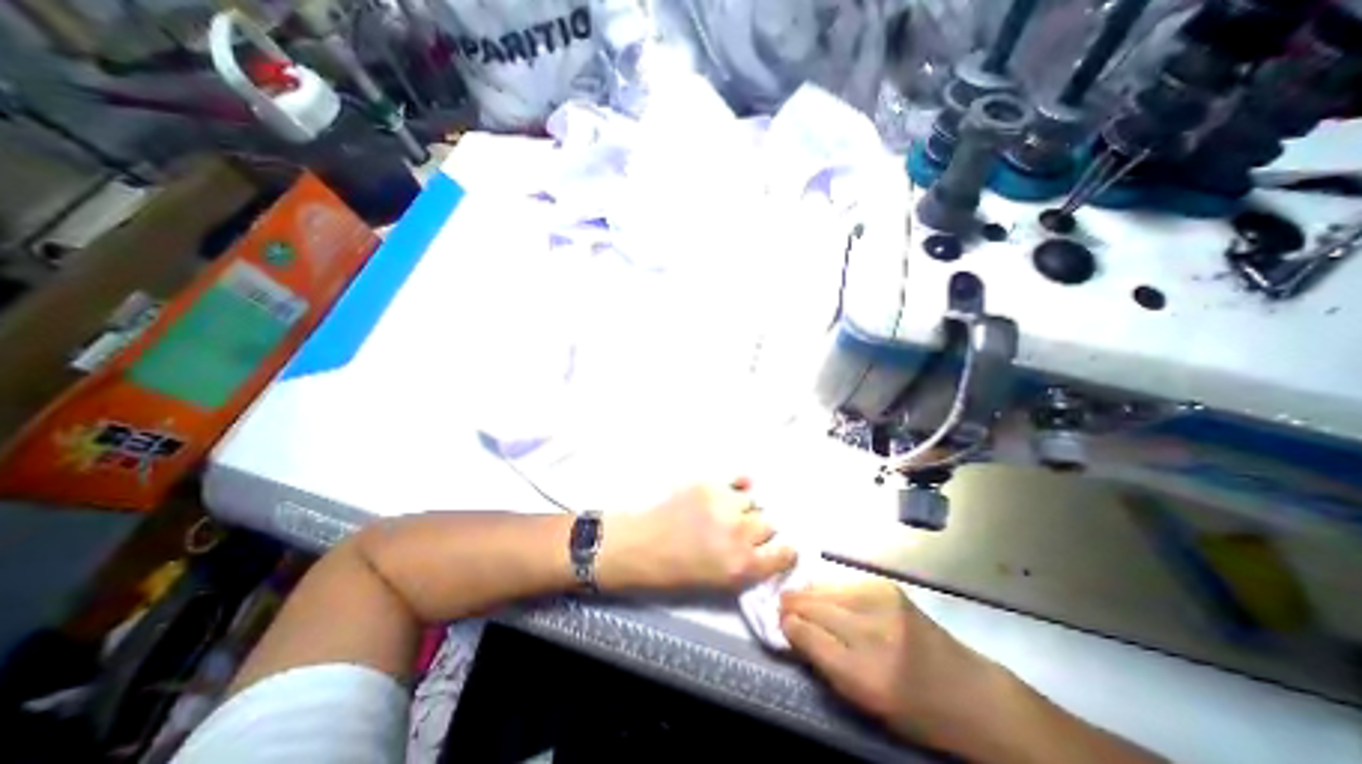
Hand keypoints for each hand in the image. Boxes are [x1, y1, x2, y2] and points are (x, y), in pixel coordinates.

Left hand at [598, 481, 800, 593]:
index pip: (784, 553)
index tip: (780, 547)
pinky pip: (738, 481)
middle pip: (769, 523)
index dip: (783, 550)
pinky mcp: (710, 485)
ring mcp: (724, 504)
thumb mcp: (720, 582)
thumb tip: (767, 546)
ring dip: (744, 508)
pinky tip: (732, 491)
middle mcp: (739, 533)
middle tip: (743, 531)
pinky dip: (738, 486)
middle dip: (759, 529)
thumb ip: (749, 565)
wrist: (642, 545)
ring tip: (727, 513)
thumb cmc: (677, 571)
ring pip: (752, 501)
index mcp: (743, 565)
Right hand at [776, 583, 996, 748]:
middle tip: (780, 604)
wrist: (970, 693)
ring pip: (826, 589)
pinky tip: (827, 595)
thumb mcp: (865, 702)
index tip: (778, 621)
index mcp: (865, 676)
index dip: (788, 626)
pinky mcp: (887, 586)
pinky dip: (830, 589)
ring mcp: (881, 603)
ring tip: (798, 597)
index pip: (809, 636)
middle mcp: (871, 633)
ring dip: (809, 593)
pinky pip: (844, 584)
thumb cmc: (914, 709)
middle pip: (814, 607)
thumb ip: (824, 664)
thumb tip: (793, 629)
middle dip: (793, 604)